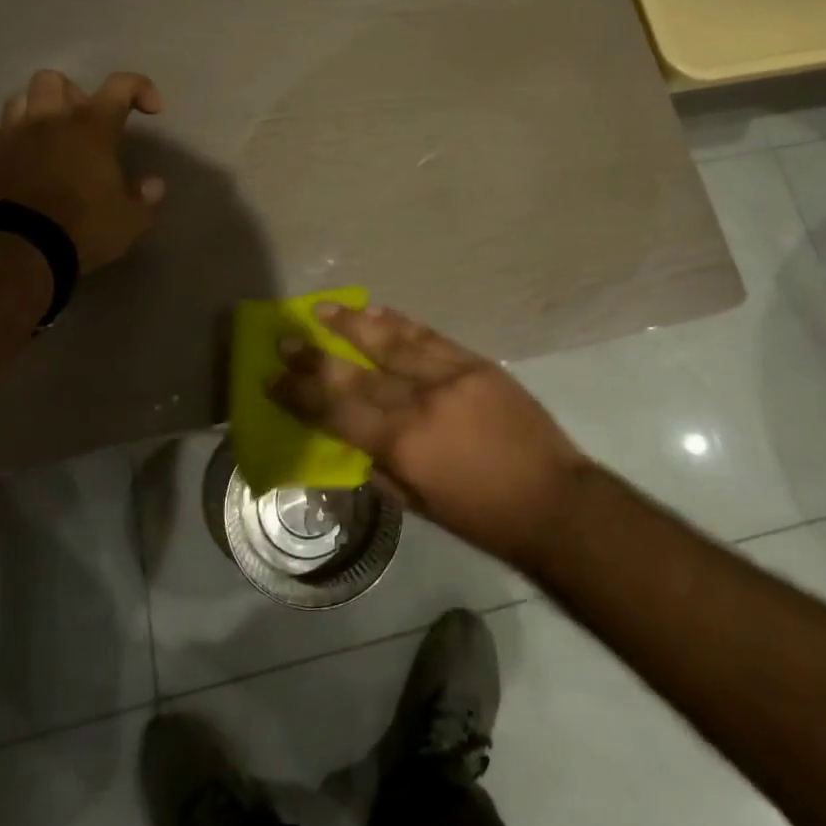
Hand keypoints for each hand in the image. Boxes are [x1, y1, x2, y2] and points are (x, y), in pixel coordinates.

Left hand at [0, 70, 165, 270]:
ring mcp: (17, 135)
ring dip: (40, 109)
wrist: (23, 249)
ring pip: (21, 97)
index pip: (120, 85)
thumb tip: (152, 184)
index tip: (151, 110)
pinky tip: (27, 156)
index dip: (140, 88)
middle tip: (89, 124)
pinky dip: (15, 137)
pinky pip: (1, 131)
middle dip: (75, 95)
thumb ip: (145, 196)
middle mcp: (52, 119)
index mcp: (92, 126)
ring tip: (54, 134)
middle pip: (57, 80)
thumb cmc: (85, 227)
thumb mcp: (131, 218)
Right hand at [269, 302, 586, 568]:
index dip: (302, 393)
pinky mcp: (477, 363)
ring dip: (355, 324)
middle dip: (317, 354)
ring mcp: (451, 376)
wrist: (553, 499)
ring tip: (325, 308)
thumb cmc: (482, 517)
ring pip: (393, 341)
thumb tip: (352, 438)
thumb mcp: (419, 504)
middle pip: (358, 371)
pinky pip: (430, 336)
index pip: (338, 411)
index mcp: (404, 444)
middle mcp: (422, 401)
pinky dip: (400, 322)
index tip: (272, 377)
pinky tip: (378, 311)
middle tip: (286, 335)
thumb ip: (381, 466)